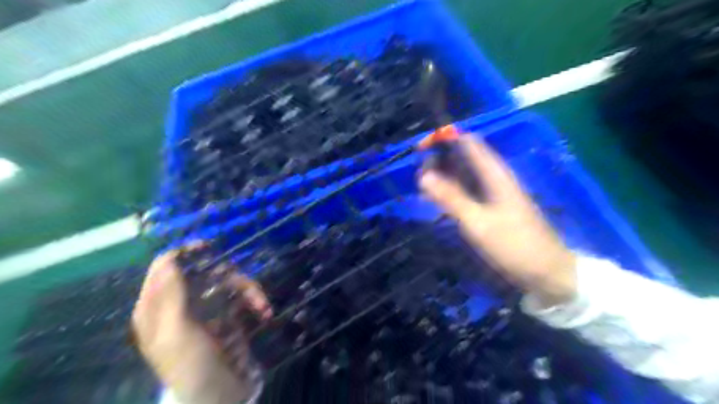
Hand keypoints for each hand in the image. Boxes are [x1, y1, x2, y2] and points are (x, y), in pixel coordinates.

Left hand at [132, 245, 271, 403]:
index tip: (209, 248)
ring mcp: (207, 309)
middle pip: (205, 271)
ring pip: (229, 282)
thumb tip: (170, 257)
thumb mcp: (175, 331)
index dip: (185, 254)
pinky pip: (242, 297)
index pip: (166, 267)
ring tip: (262, 305)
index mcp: (158, 307)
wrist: (220, 396)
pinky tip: (264, 312)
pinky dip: (255, 302)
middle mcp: (181, 303)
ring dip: (249, 290)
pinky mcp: (229, 315)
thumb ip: (170, 293)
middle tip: (243, 283)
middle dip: (228, 275)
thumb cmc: (192, 366)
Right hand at [422, 136, 577, 306]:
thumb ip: (451, 198)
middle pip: (465, 156)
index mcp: (495, 174)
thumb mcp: (478, 222)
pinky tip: (440, 199)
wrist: (547, 271)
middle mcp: (496, 177)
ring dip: (445, 174)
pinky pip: (469, 189)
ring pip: (466, 173)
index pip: (468, 142)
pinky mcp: (494, 206)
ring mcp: (496, 192)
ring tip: (423, 185)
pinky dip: (453, 189)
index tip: (421, 149)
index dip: (444, 139)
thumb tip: (424, 175)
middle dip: (441, 159)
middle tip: (418, 174)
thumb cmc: (514, 244)